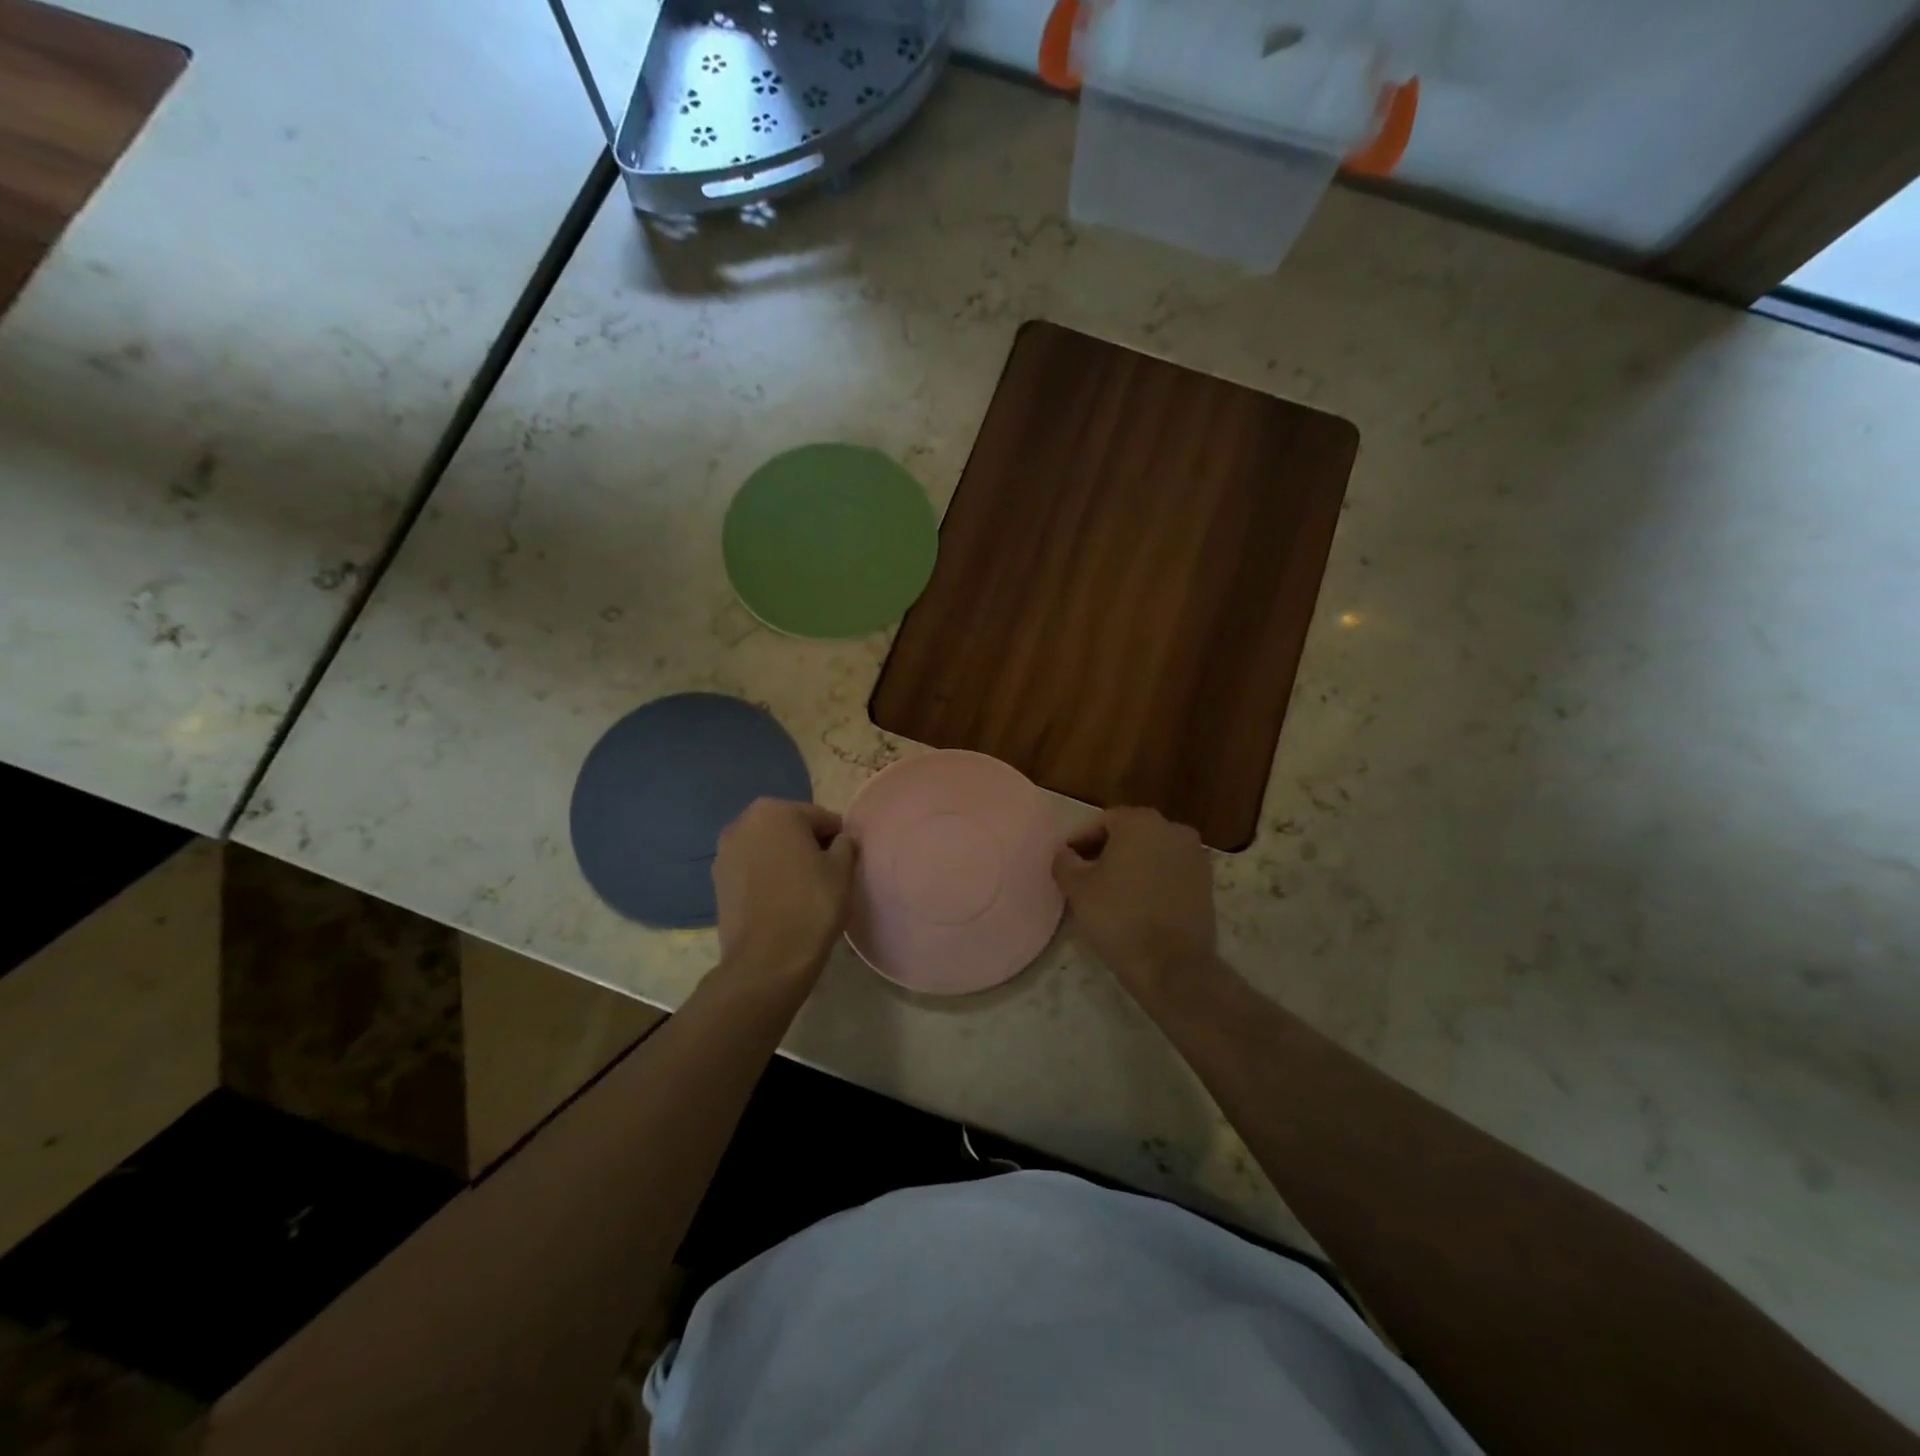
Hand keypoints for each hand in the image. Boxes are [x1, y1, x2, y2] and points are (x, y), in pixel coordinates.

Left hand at [712, 798, 858, 991]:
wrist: (767, 960)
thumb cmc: (811, 905)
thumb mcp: (842, 869)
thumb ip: (846, 843)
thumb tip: (840, 841)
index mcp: (775, 810)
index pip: (821, 819)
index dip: (838, 841)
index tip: (844, 865)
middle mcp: (743, 822)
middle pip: (790, 829)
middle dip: (807, 846)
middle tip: (825, 876)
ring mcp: (724, 852)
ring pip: (768, 849)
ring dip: (785, 861)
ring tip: (801, 891)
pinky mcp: (716, 881)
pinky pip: (752, 870)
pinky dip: (766, 878)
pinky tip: (779, 901)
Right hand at [1052, 807, 1219, 1006]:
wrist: (1172, 965)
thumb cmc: (1119, 917)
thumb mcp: (1077, 888)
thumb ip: (1065, 862)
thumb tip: (1066, 854)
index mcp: (1140, 821)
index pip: (1102, 822)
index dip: (1080, 841)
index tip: (1067, 863)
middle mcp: (1172, 828)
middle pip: (1130, 834)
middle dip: (1107, 851)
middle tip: (1086, 876)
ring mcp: (1195, 855)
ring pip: (1152, 852)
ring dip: (1132, 865)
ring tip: (1111, 892)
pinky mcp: (1207, 882)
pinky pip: (1170, 872)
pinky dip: (1153, 880)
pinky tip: (1138, 904)